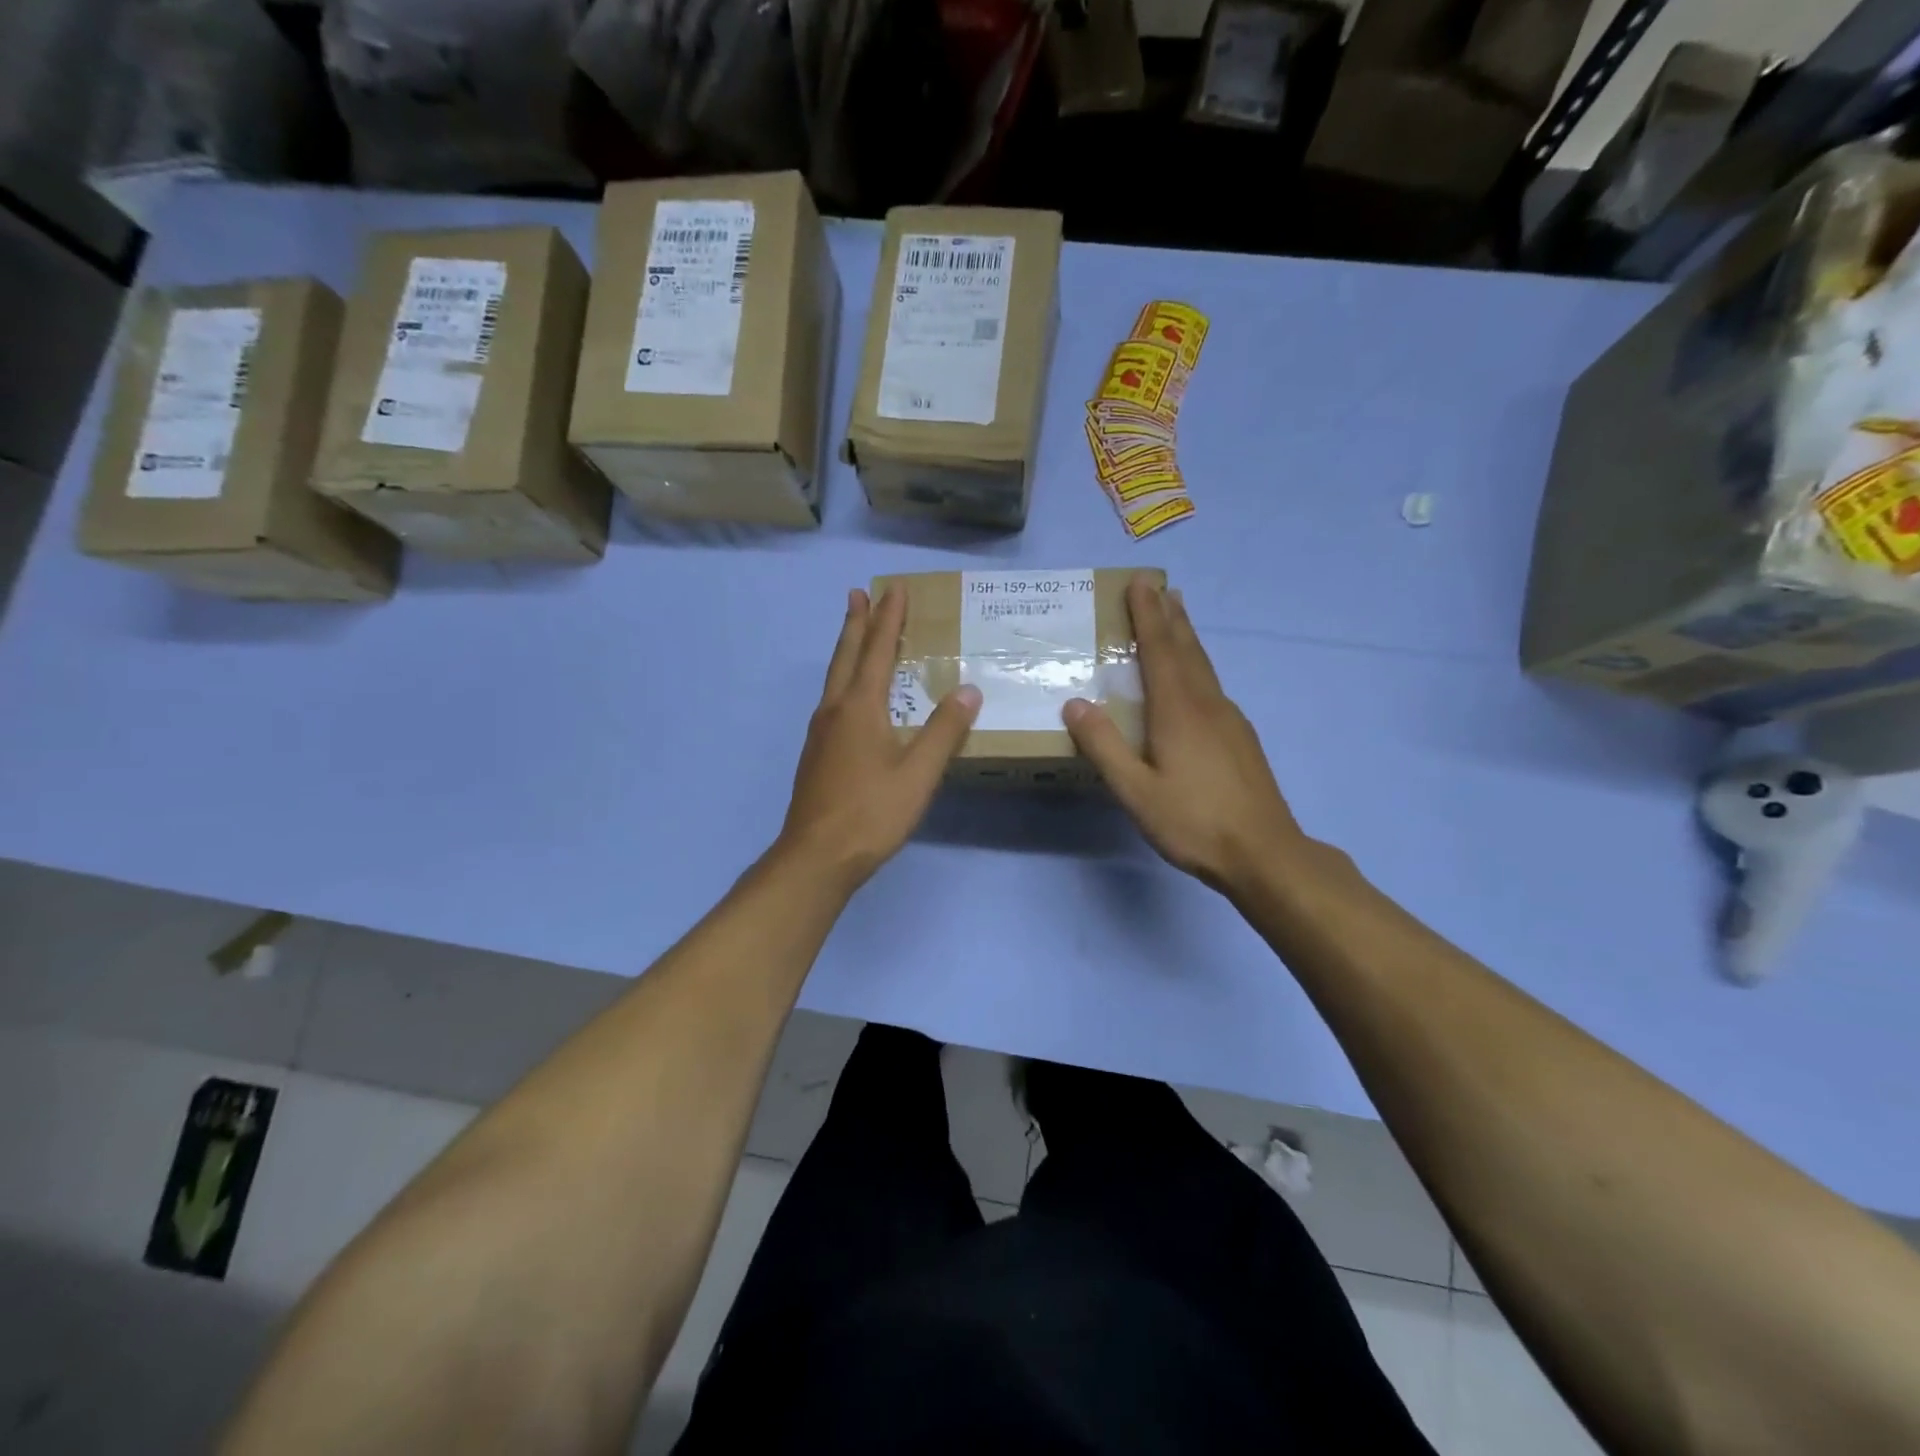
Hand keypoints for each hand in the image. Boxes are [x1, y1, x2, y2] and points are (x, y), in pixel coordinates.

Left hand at [777, 586, 980, 890]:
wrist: (816, 856)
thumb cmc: (871, 812)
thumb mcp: (918, 773)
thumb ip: (944, 731)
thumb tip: (968, 691)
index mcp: (859, 708)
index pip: (877, 651)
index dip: (888, 619)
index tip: (894, 589)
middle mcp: (835, 711)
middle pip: (846, 656)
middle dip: (856, 623)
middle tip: (859, 593)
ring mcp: (820, 733)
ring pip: (835, 678)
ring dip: (847, 649)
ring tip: (855, 633)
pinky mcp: (817, 754)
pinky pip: (832, 701)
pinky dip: (845, 680)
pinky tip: (850, 697)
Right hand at [1063, 575, 1311, 897]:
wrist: (1265, 853)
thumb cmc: (1194, 821)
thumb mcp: (1136, 790)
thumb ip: (1104, 746)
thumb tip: (1074, 702)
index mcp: (1178, 710)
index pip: (1159, 649)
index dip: (1147, 615)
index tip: (1140, 582)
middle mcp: (1207, 704)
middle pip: (1187, 649)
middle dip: (1171, 617)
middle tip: (1161, 588)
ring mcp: (1230, 720)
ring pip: (1203, 667)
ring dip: (1187, 638)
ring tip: (1178, 618)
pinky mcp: (1240, 739)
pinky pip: (1212, 687)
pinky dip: (1197, 667)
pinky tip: (1195, 681)